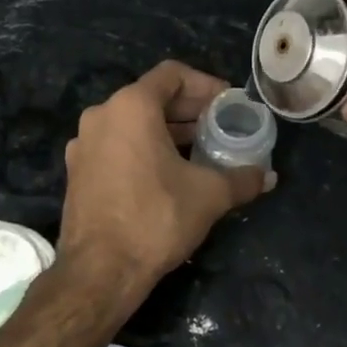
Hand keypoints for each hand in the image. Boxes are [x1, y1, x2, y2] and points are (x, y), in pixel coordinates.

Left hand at [59, 61, 271, 291]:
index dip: (205, 84)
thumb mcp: (209, 195)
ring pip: (132, 122)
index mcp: (131, 106)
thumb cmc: (156, 218)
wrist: (100, 271)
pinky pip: (116, 144)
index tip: (227, 103)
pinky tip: (167, 173)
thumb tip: (268, 176)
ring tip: (199, 149)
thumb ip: (242, 178)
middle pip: (151, 97)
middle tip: (219, 125)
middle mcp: (102, 115)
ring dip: (167, 130)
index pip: (172, 74)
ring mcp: (84, 143)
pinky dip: (143, 148)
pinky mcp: (78, 170)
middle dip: (188, 109)